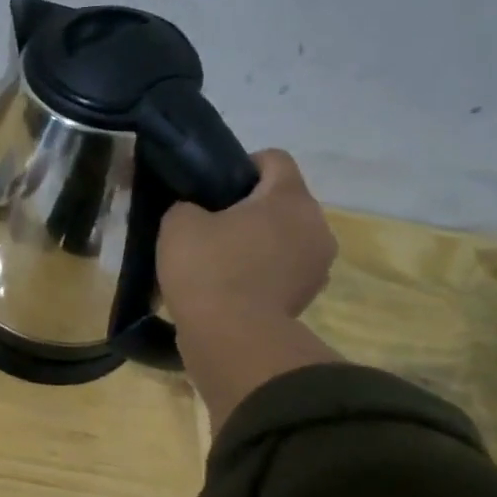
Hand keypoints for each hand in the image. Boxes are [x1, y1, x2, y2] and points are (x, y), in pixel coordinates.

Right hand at [158, 149, 336, 328]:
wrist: (232, 337)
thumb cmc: (208, 269)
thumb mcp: (177, 224)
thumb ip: (188, 206)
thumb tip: (197, 213)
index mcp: (288, 197)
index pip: (274, 159)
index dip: (242, 165)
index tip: (214, 187)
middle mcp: (315, 224)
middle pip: (283, 200)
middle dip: (251, 208)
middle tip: (210, 226)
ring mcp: (318, 264)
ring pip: (286, 237)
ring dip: (260, 241)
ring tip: (221, 260)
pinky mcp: (309, 296)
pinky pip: (285, 269)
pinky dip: (263, 272)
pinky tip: (231, 286)